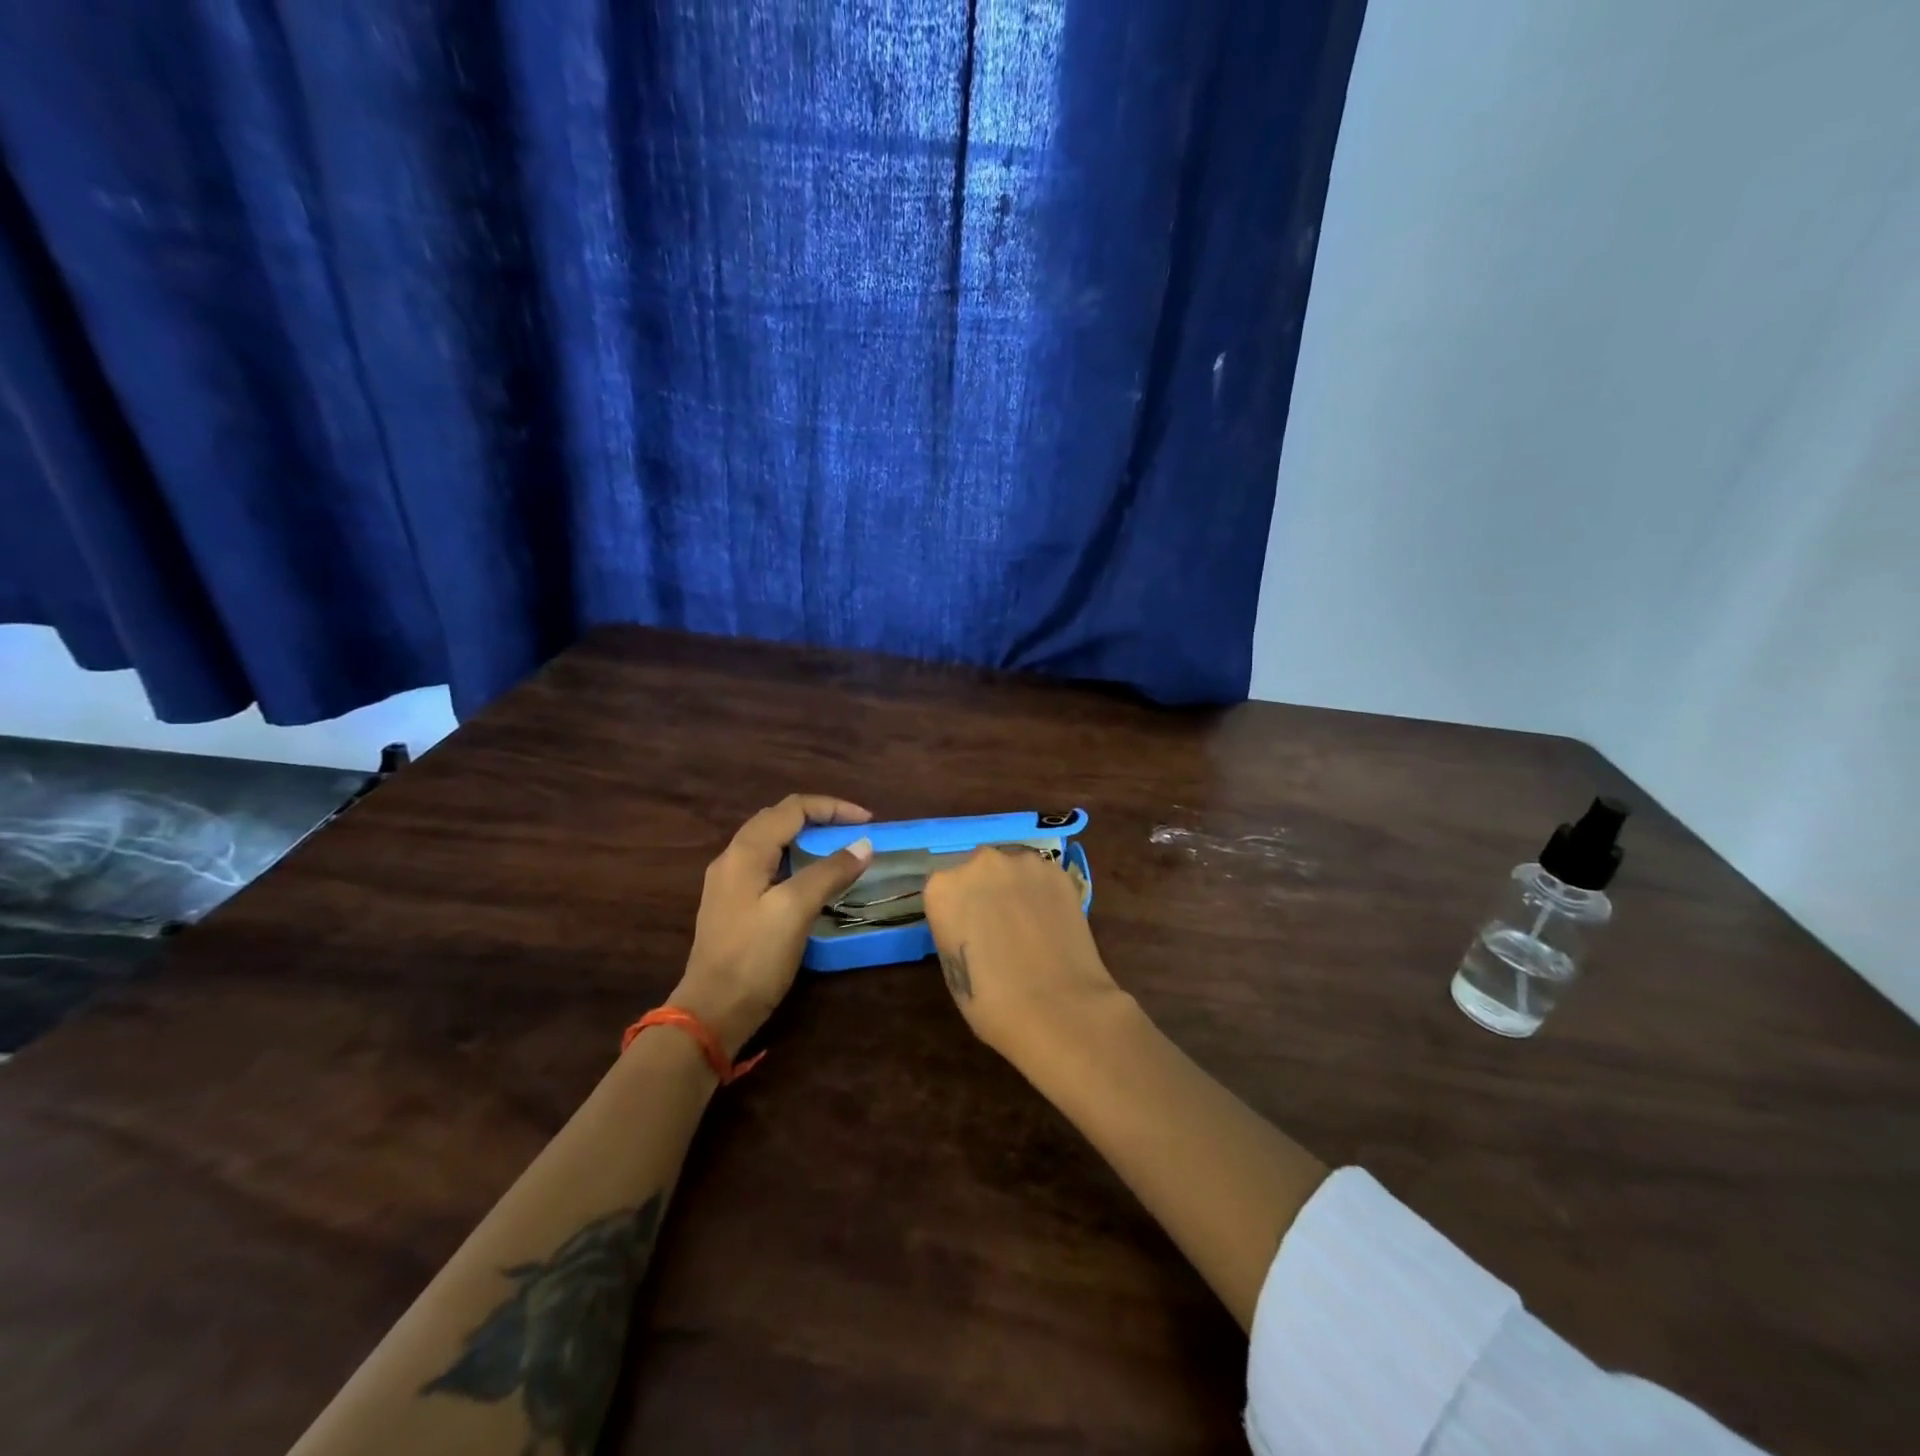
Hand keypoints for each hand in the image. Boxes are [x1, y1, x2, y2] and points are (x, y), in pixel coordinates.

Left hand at [670, 795, 873, 1056]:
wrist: (712, 1012)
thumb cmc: (754, 958)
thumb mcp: (795, 910)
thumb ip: (829, 872)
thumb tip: (864, 844)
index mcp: (745, 851)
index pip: (792, 808)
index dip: (833, 808)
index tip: (868, 821)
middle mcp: (733, 858)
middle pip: (780, 819)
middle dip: (820, 818)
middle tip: (855, 833)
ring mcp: (730, 882)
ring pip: (773, 842)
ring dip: (808, 838)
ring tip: (840, 851)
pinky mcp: (735, 905)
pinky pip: (770, 865)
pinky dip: (797, 861)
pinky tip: (813, 880)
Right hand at [922, 846, 1124, 1060]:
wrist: (1057, 1008)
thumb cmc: (992, 1003)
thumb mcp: (952, 968)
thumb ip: (955, 930)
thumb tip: (971, 923)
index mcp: (943, 888)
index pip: (943, 888)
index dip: (957, 909)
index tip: (968, 930)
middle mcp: (979, 863)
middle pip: (978, 870)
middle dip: (986, 891)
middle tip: (1000, 925)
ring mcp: (1022, 863)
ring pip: (1013, 869)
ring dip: (1016, 888)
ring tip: (1030, 924)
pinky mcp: (1057, 871)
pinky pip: (1042, 877)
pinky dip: (1044, 894)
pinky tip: (1052, 922)